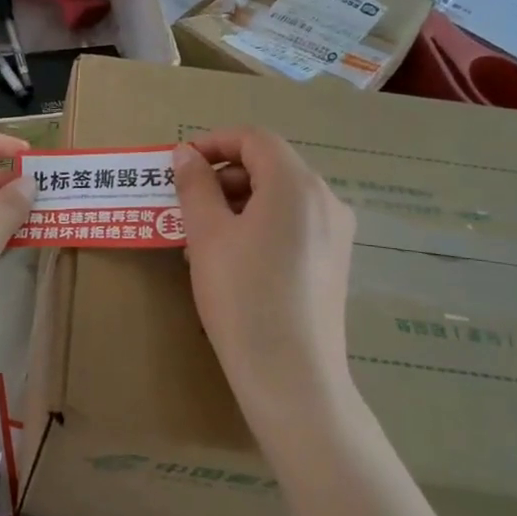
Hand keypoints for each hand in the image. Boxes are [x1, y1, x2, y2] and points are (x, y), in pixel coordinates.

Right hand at [172, 128, 356, 419]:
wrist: (292, 376)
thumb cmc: (243, 296)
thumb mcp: (207, 235)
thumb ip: (194, 185)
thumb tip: (185, 154)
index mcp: (296, 184)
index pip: (254, 139)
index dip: (213, 142)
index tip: (179, 165)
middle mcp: (326, 200)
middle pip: (270, 166)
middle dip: (223, 176)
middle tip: (184, 205)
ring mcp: (336, 233)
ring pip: (281, 197)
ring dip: (238, 202)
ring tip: (202, 237)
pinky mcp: (334, 263)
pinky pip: (293, 225)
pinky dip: (259, 225)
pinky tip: (232, 259)